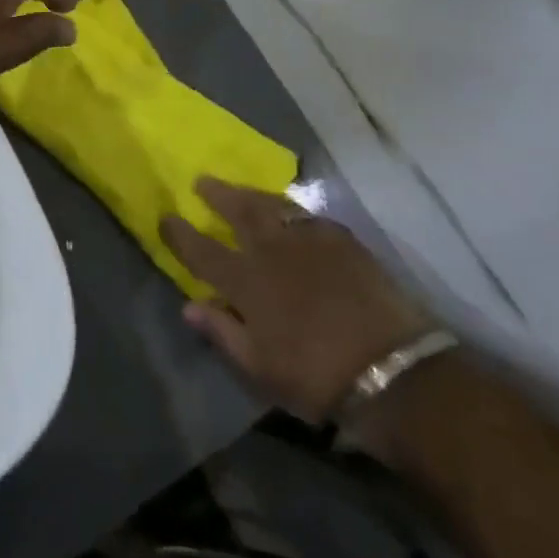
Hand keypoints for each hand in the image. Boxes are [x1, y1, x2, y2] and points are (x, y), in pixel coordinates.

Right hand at [161, 180, 435, 424]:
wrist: (392, 369)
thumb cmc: (316, 376)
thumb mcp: (259, 366)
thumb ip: (222, 332)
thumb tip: (189, 307)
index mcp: (246, 281)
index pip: (202, 251)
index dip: (180, 234)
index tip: (166, 217)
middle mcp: (272, 250)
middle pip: (239, 212)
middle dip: (218, 195)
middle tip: (203, 181)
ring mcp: (310, 240)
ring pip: (274, 206)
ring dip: (252, 195)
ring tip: (242, 190)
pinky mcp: (343, 241)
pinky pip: (310, 216)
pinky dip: (293, 210)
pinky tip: (293, 213)